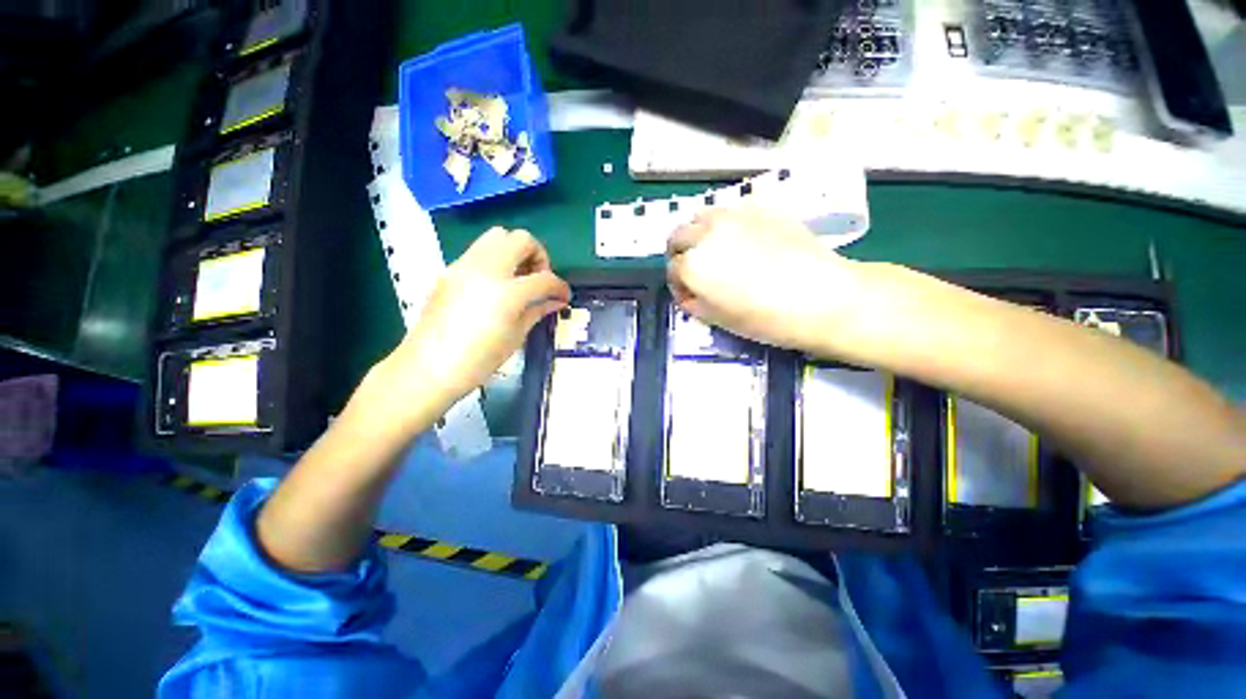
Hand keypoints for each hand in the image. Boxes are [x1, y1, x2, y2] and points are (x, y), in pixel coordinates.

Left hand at [377, 227, 568, 420]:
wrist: (428, 367)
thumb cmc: (478, 360)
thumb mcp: (516, 336)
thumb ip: (538, 311)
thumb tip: (556, 301)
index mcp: (507, 293)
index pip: (545, 278)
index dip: (560, 286)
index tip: (563, 296)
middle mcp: (486, 269)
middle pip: (521, 239)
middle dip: (538, 255)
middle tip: (538, 279)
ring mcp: (464, 266)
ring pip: (497, 235)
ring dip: (515, 251)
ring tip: (518, 278)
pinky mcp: (450, 270)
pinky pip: (479, 251)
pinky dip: (496, 259)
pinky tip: (496, 286)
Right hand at [667, 208, 856, 351]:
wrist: (822, 297)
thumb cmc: (765, 318)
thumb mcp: (717, 319)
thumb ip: (692, 302)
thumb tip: (688, 291)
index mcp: (693, 265)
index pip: (672, 270)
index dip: (678, 285)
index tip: (690, 294)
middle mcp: (706, 234)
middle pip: (677, 236)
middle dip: (680, 254)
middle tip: (696, 270)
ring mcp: (733, 215)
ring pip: (700, 216)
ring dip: (699, 234)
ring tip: (716, 251)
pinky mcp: (760, 206)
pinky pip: (731, 210)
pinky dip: (726, 224)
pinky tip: (743, 239)